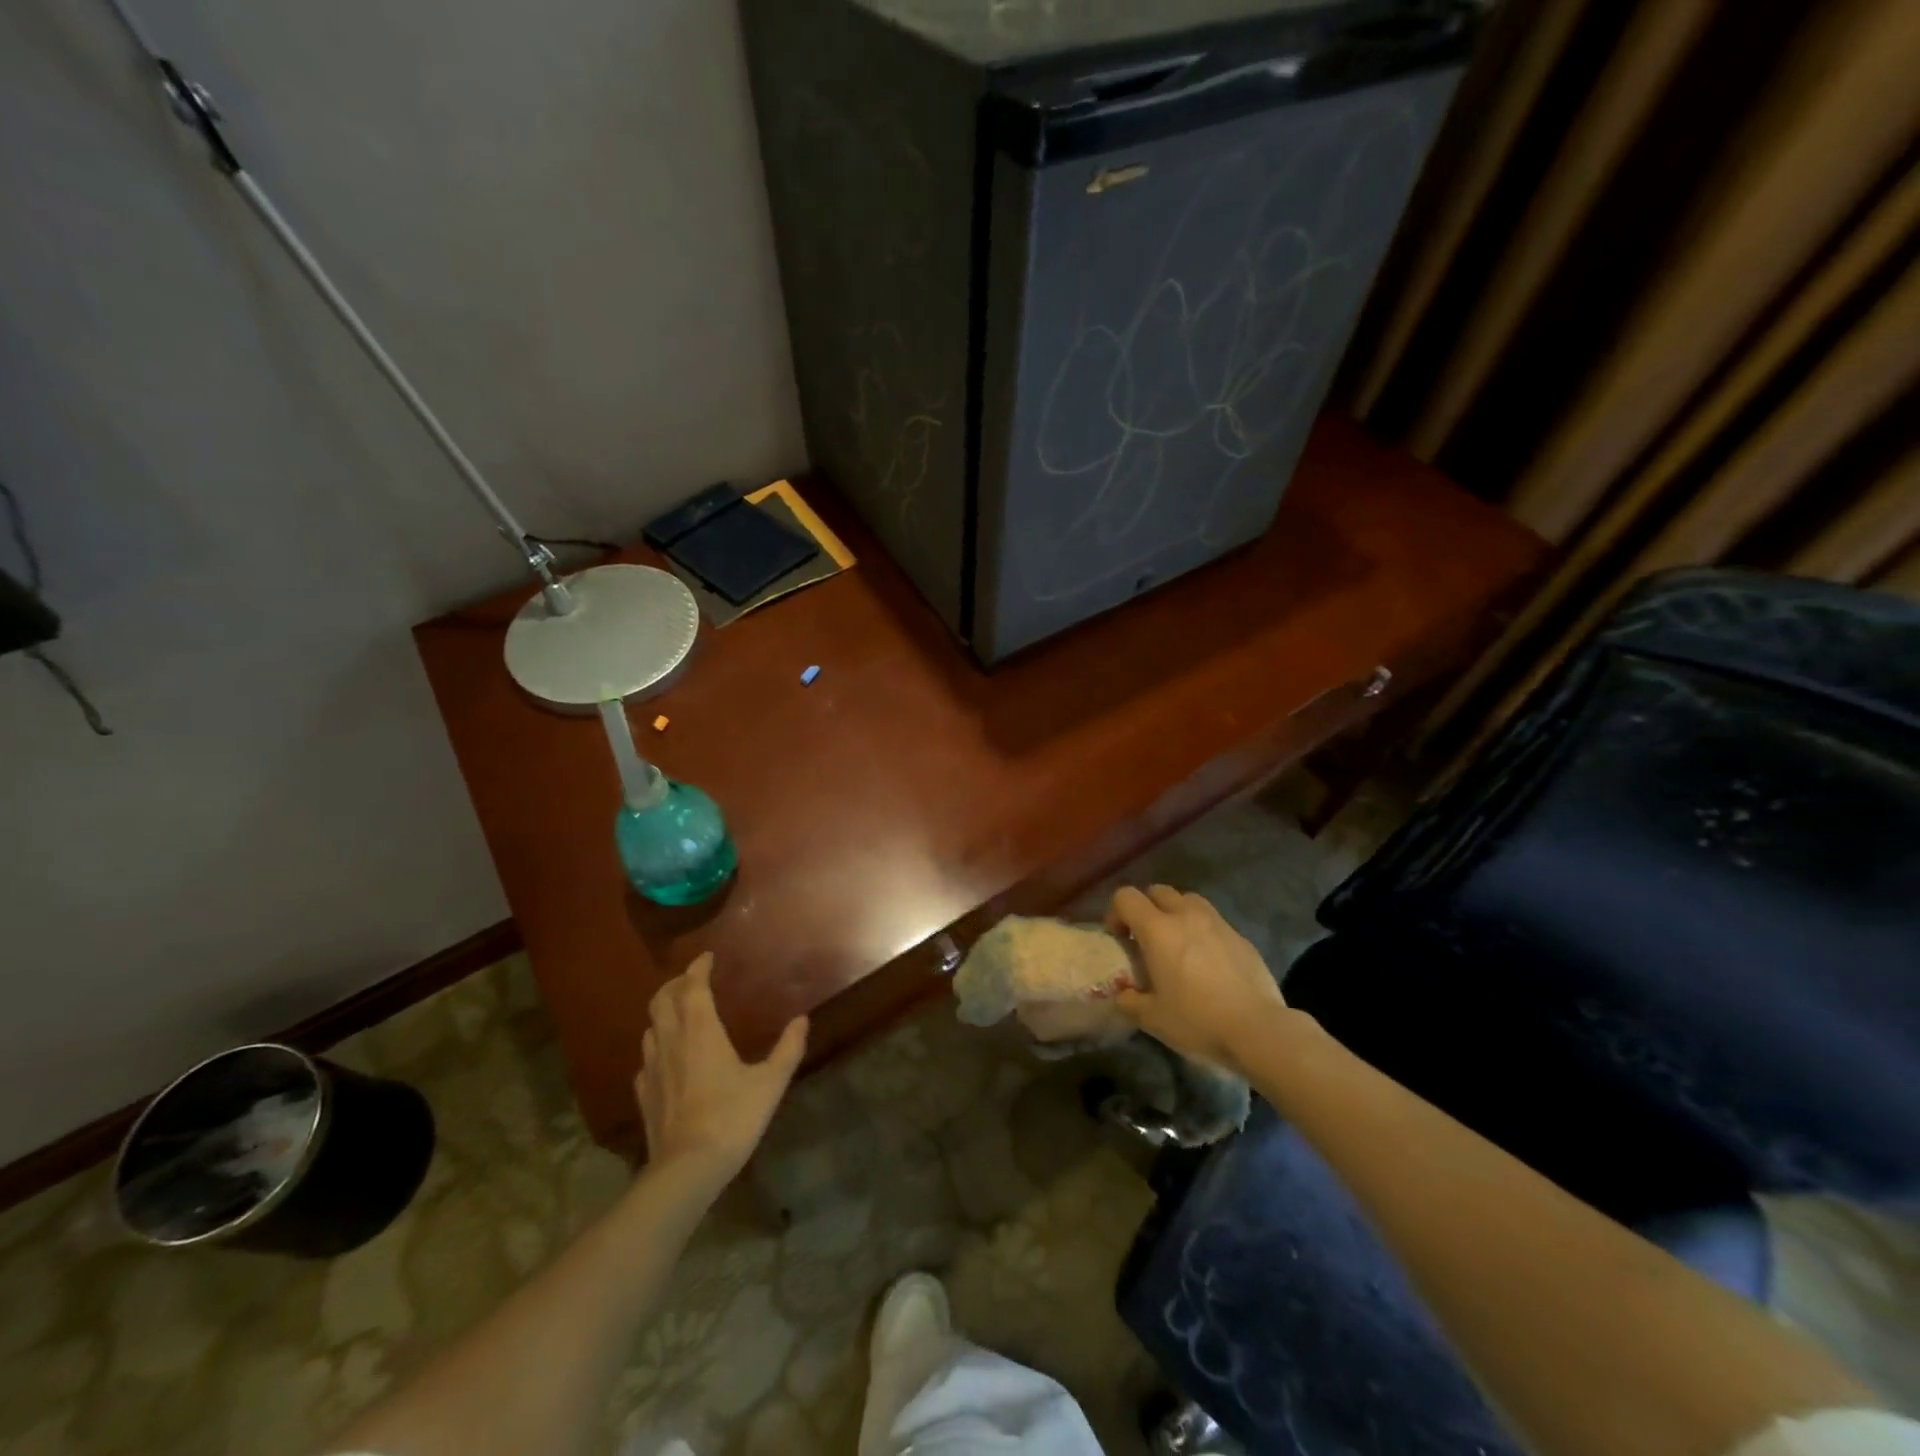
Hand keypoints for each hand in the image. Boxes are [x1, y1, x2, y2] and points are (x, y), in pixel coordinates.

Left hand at [636, 954, 807, 1186]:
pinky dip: (657, 1046)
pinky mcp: (644, 1094)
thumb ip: (787, 1049)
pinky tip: (668, 1057)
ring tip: (681, 1013)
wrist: (687, 1170)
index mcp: (701, 1031)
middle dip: (675, 984)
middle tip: (693, 980)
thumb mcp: (770, 1083)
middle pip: (661, 1000)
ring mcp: (652, 1069)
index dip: (698, 968)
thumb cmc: (732, 1118)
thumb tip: (802, 1020)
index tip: (708, 957)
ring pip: (650, 1027)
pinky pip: (646, 1058)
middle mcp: (672, 1042)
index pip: (692, 986)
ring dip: (664, 1013)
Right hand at [1107, 885, 1287, 1074]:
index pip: (1126, 897)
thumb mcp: (1153, 1019)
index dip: (1116, 912)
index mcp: (1158, 930)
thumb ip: (1130, 1002)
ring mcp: (1217, 923)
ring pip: (1189, 900)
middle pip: (1158, 891)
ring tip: (1178, 943)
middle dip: (1147, 908)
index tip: (1119, 937)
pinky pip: (1213, 922)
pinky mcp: (1241, 937)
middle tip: (1146, 938)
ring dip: (1176, 913)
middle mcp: (1186, 916)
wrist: (1258, 1029)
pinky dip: (1203, 931)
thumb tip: (1123, 996)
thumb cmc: (1197, 1020)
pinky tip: (1208, 962)